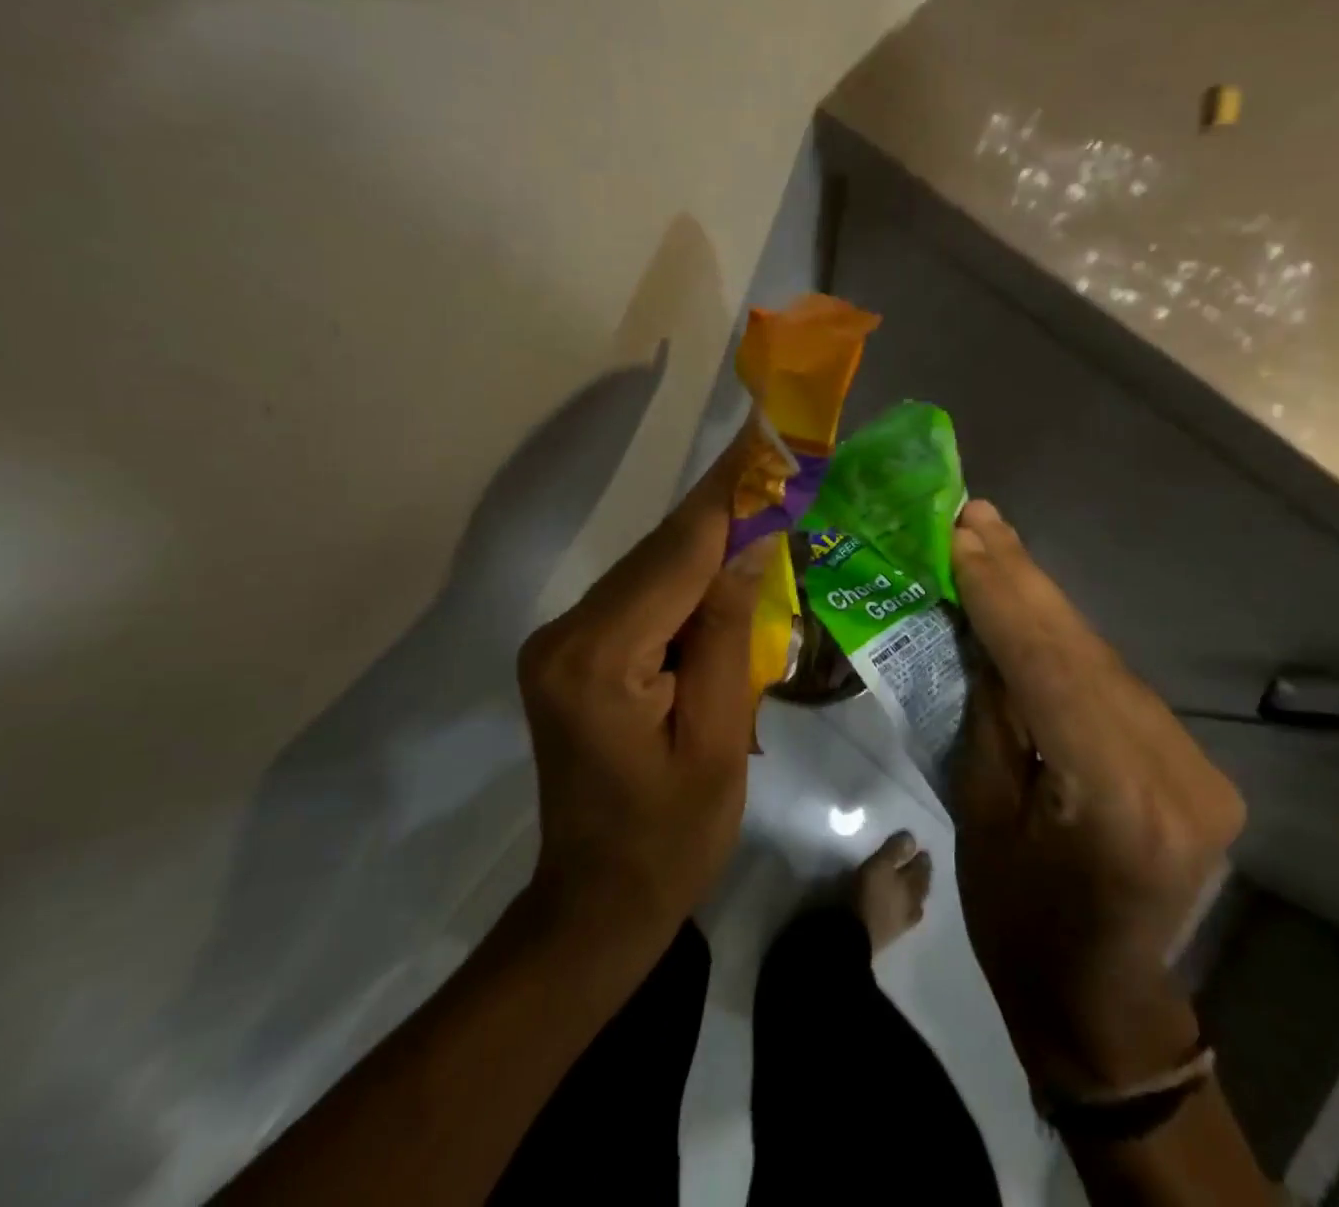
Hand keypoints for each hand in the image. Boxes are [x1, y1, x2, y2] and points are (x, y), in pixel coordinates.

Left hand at [516, 435, 766, 957]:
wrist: (597, 901)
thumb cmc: (672, 839)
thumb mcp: (719, 740)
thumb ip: (730, 634)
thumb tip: (749, 542)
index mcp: (598, 660)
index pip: (677, 556)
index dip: (728, 494)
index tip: (763, 437)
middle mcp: (565, 634)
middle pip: (659, 554)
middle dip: (722, 510)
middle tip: (777, 462)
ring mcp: (560, 641)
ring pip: (650, 570)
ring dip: (707, 542)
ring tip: (765, 504)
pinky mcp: (570, 652)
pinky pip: (640, 597)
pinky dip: (685, 577)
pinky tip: (726, 567)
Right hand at [951, 500, 1244, 1098]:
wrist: (1104, 1003)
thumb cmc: (1021, 925)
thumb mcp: (982, 817)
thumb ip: (989, 714)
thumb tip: (978, 629)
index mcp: (1118, 801)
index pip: (1050, 671)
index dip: (1001, 595)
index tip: (961, 533)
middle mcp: (1176, 773)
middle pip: (1083, 651)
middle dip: (1021, 578)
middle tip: (974, 515)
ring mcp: (1196, 765)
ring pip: (1100, 657)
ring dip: (1041, 599)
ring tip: (991, 540)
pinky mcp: (1191, 760)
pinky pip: (1112, 681)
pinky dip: (1063, 638)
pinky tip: (1028, 598)